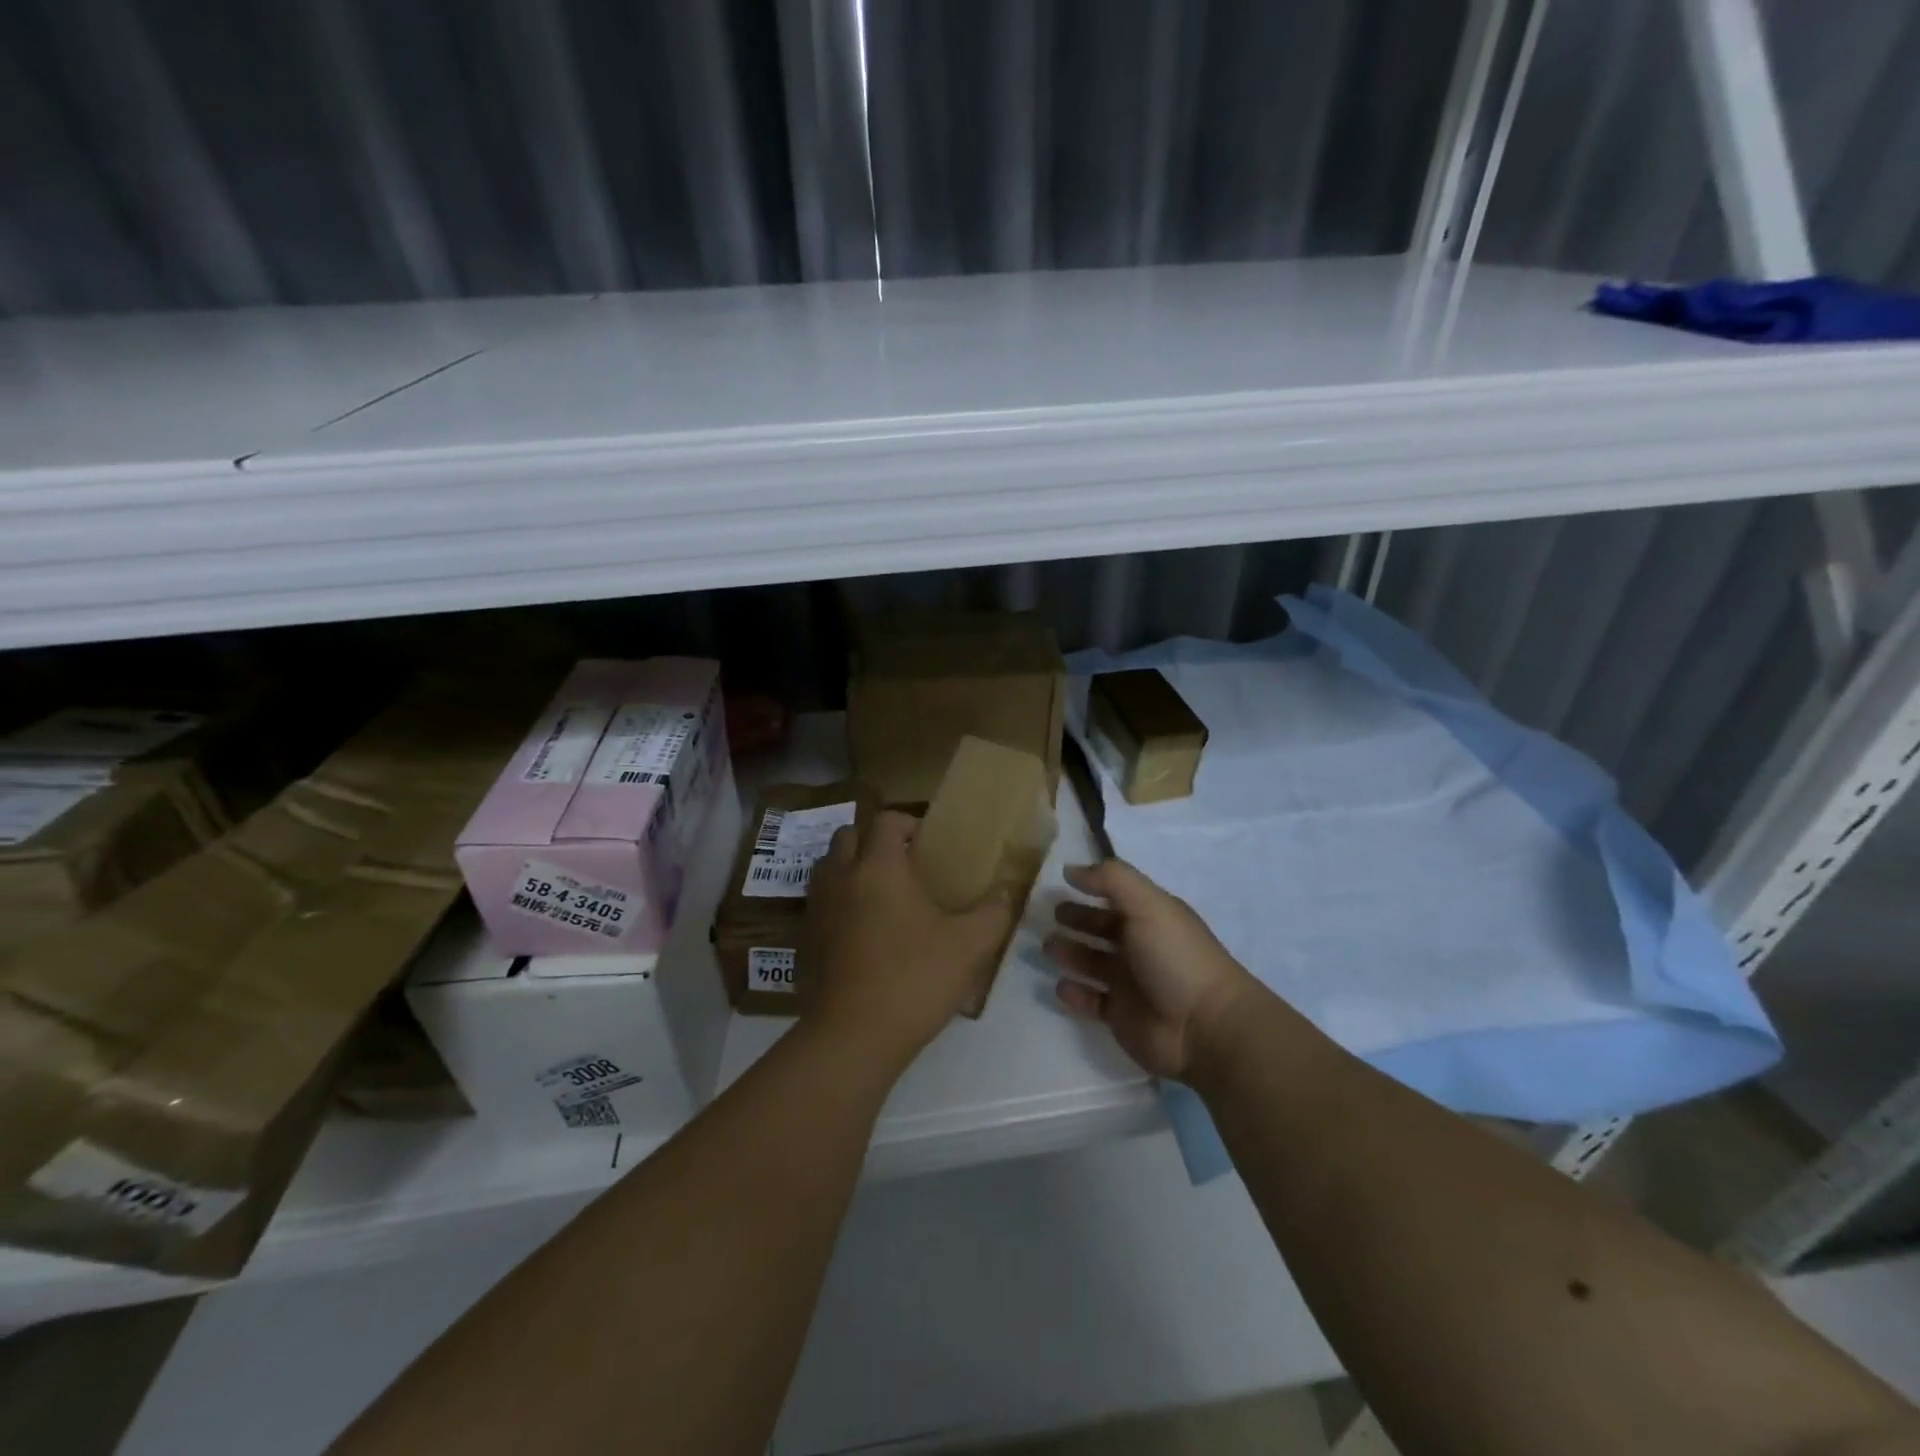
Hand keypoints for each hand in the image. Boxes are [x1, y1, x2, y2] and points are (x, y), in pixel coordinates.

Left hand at [806, 810, 1016, 1068]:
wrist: (854, 1036)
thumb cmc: (914, 979)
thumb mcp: (969, 946)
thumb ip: (994, 912)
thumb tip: (1008, 890)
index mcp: (879, 867)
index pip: (887, 820)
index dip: (909, 822)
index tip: (930, 844)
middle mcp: (842, 877)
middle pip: (849, 835)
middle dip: (874, 840)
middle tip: (904, 864)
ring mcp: (818, 908)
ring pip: (828, 867)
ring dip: (852, 867)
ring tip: (883, 893)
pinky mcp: (807, 939)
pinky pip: (821, 901)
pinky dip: (839, 900)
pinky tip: (864, 929)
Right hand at [1045, 859, 1262, 1079]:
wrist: (1203, 1027)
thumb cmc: (1174, 957)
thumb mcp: (1146, 905)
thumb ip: (1111, 880)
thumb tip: (1071, 869)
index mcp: (1150, 917)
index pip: (1116, 896)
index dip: (1091, 888)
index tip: (1061, 882)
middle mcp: (1140, 946)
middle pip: (1102, 928)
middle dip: (1077, 920)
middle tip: (1048, 916)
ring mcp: (1130, 983)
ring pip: (1093, 962)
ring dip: (1070, 953)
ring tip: (1048, 948)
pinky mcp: (1121, 1016)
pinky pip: (1091, 1001)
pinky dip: (1075, 993)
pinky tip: (1060, 986)